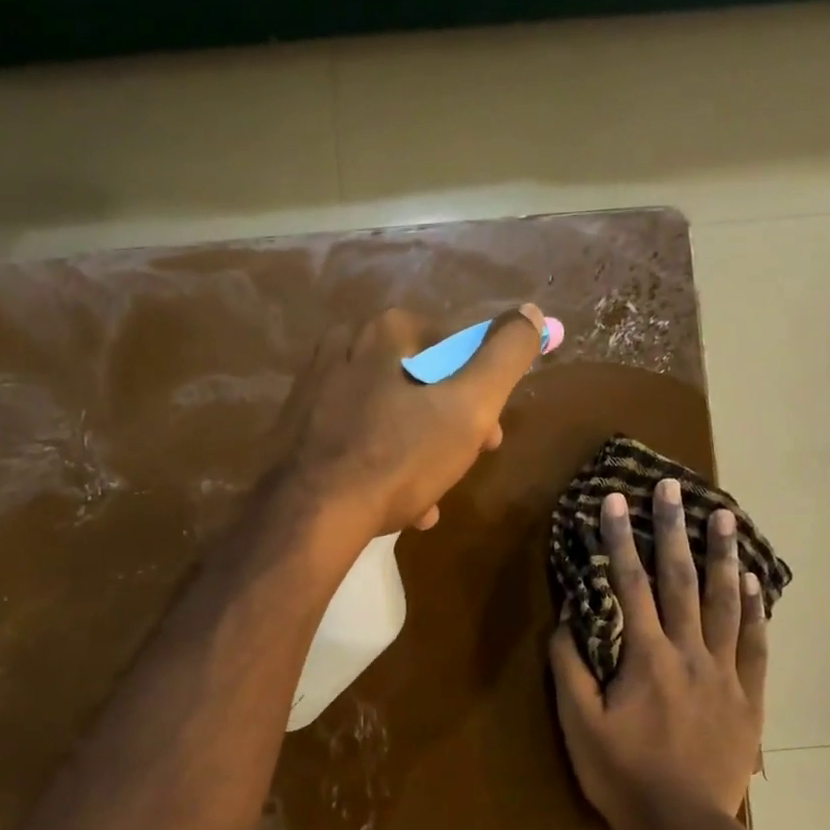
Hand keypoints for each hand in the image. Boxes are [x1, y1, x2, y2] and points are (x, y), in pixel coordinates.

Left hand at [271, 304, 544, 538]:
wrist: (311, 515)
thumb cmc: (398, 457)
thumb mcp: (469, 406)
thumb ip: (506, 356)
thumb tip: (531, 313)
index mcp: (385, 331)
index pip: (454, 346)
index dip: (482, 391)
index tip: (490, 434)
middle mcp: (344, 347)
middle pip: (420, 383)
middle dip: (450, 425)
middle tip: (463, 464)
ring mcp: (315, 390)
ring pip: (389, 416)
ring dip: (419, 453)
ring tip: (432, 495)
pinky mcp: (299, 430)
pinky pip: (357, 440)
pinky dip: (382, 465)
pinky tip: (398, 504)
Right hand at [549, 479, 769, 829]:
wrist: (685, 829)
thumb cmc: (623, 776)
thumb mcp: (579, 725)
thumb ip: (571, 668)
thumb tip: (566, 620)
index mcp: (646, 657)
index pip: (630, 585)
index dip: (621, 540)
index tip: (616, 500)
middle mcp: (689, 653)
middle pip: (681, 580)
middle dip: (673, 530)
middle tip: (673, 487)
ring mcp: (725, 672)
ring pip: (724, 602)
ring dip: (722, 556)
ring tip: (724, 515)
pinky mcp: (749, 696)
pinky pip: (754, 644)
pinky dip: (754, 609)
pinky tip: (753, 581)